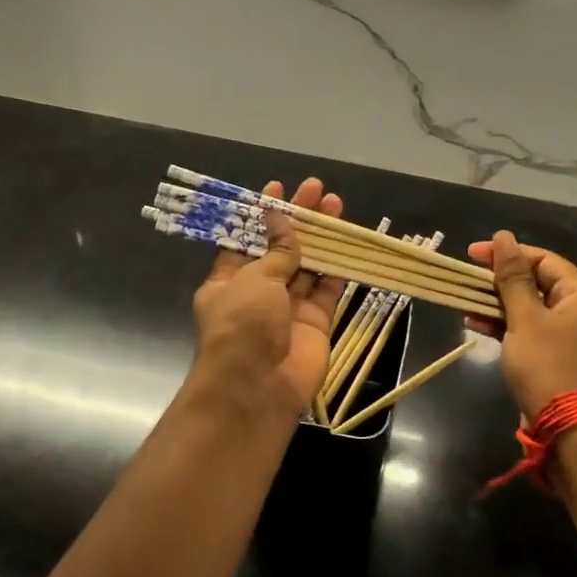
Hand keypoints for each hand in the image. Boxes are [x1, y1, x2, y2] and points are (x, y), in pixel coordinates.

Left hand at [190, 178, 345, 416]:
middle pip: (281, 248)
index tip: (278, 189)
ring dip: (320, 237)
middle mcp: (258, 293)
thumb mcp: (254, 279)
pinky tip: (347, 241)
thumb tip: (279, 218)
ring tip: (336, 204)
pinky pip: (327, 289)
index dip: (262, 215)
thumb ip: (276, 250)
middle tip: (316, 189)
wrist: (258, 387)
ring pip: (307, 265)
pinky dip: (337, 267)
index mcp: (228, 281)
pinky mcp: (315, 322)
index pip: (247, 239)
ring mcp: (288, 308)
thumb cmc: (243, 325)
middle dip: (298, 219)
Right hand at [466, 231, 576, 419]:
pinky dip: (504, 324)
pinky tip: (475, 323)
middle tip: (466, 278)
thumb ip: (512, 277)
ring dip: (497, 303)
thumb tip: (504, 236)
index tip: (472, 254)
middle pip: (535, 281)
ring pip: (528, 306)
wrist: (567, 428)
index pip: (543, 259)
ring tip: (465, 301)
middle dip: (499, 280)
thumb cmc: (547, 365)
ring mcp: (568, 333)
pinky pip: (527, 328)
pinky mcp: (554, 354)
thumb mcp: (525, 318)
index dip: (508, 252)